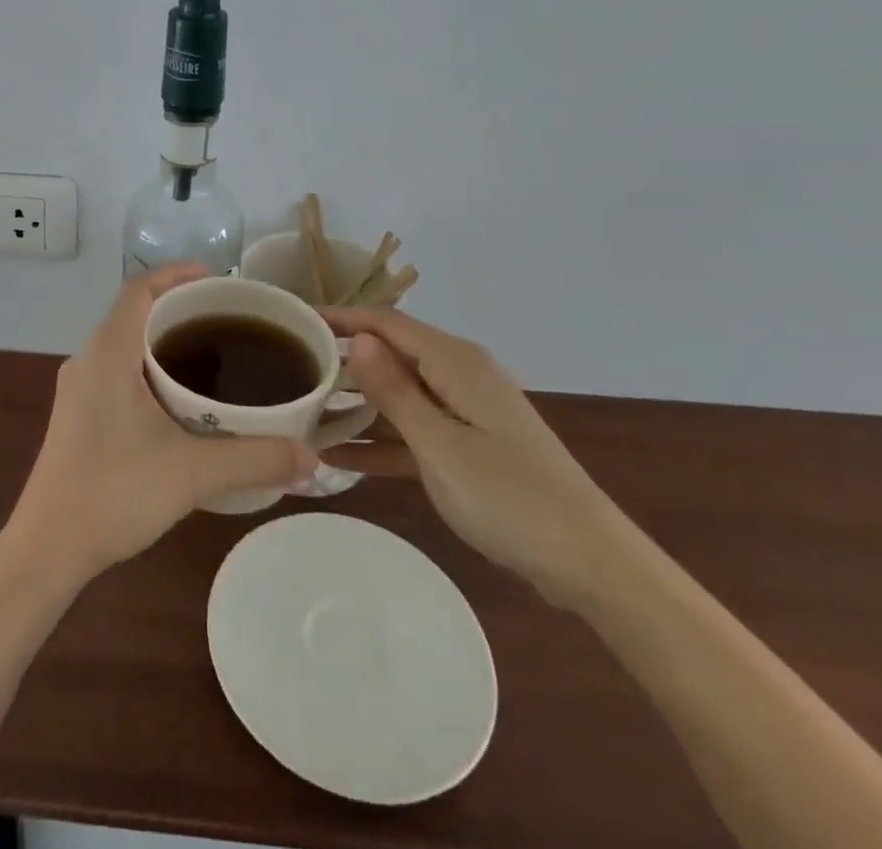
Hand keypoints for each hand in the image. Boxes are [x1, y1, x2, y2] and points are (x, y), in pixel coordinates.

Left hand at [9, 265, 317, 578]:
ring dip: (163, 340)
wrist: (47, 548)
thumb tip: (312, 456)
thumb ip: (254, 459)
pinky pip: (117, 369)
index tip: (217, 280)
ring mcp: (78, 388)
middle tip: (228, 320)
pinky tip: (179, 401)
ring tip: (212, 355)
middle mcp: (88, 359)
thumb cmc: (113, 493)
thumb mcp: (192, 473)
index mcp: (108, 352)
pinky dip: (149, 366)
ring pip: (125, 342)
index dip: (176, 274)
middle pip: (135, 312)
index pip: (139, 288)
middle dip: (179, 308)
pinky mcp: (78, 414)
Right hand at [324, 308, 632, 609]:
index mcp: (455, 361)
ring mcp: (466, 412)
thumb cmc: (509, 498)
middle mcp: (459, 375)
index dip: (340, 317)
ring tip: (303, 412)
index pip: (385, 322)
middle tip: (291, 370)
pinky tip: (339, 459)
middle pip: (390, 354)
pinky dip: (382, 441)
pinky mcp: (470, 446)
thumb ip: (394, 390)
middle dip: (342, 361)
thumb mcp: (439, 445)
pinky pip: (415, 432)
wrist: (590, 563)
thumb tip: (358, 337)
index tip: (294, 320)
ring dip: (357, 404)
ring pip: (399, 395)